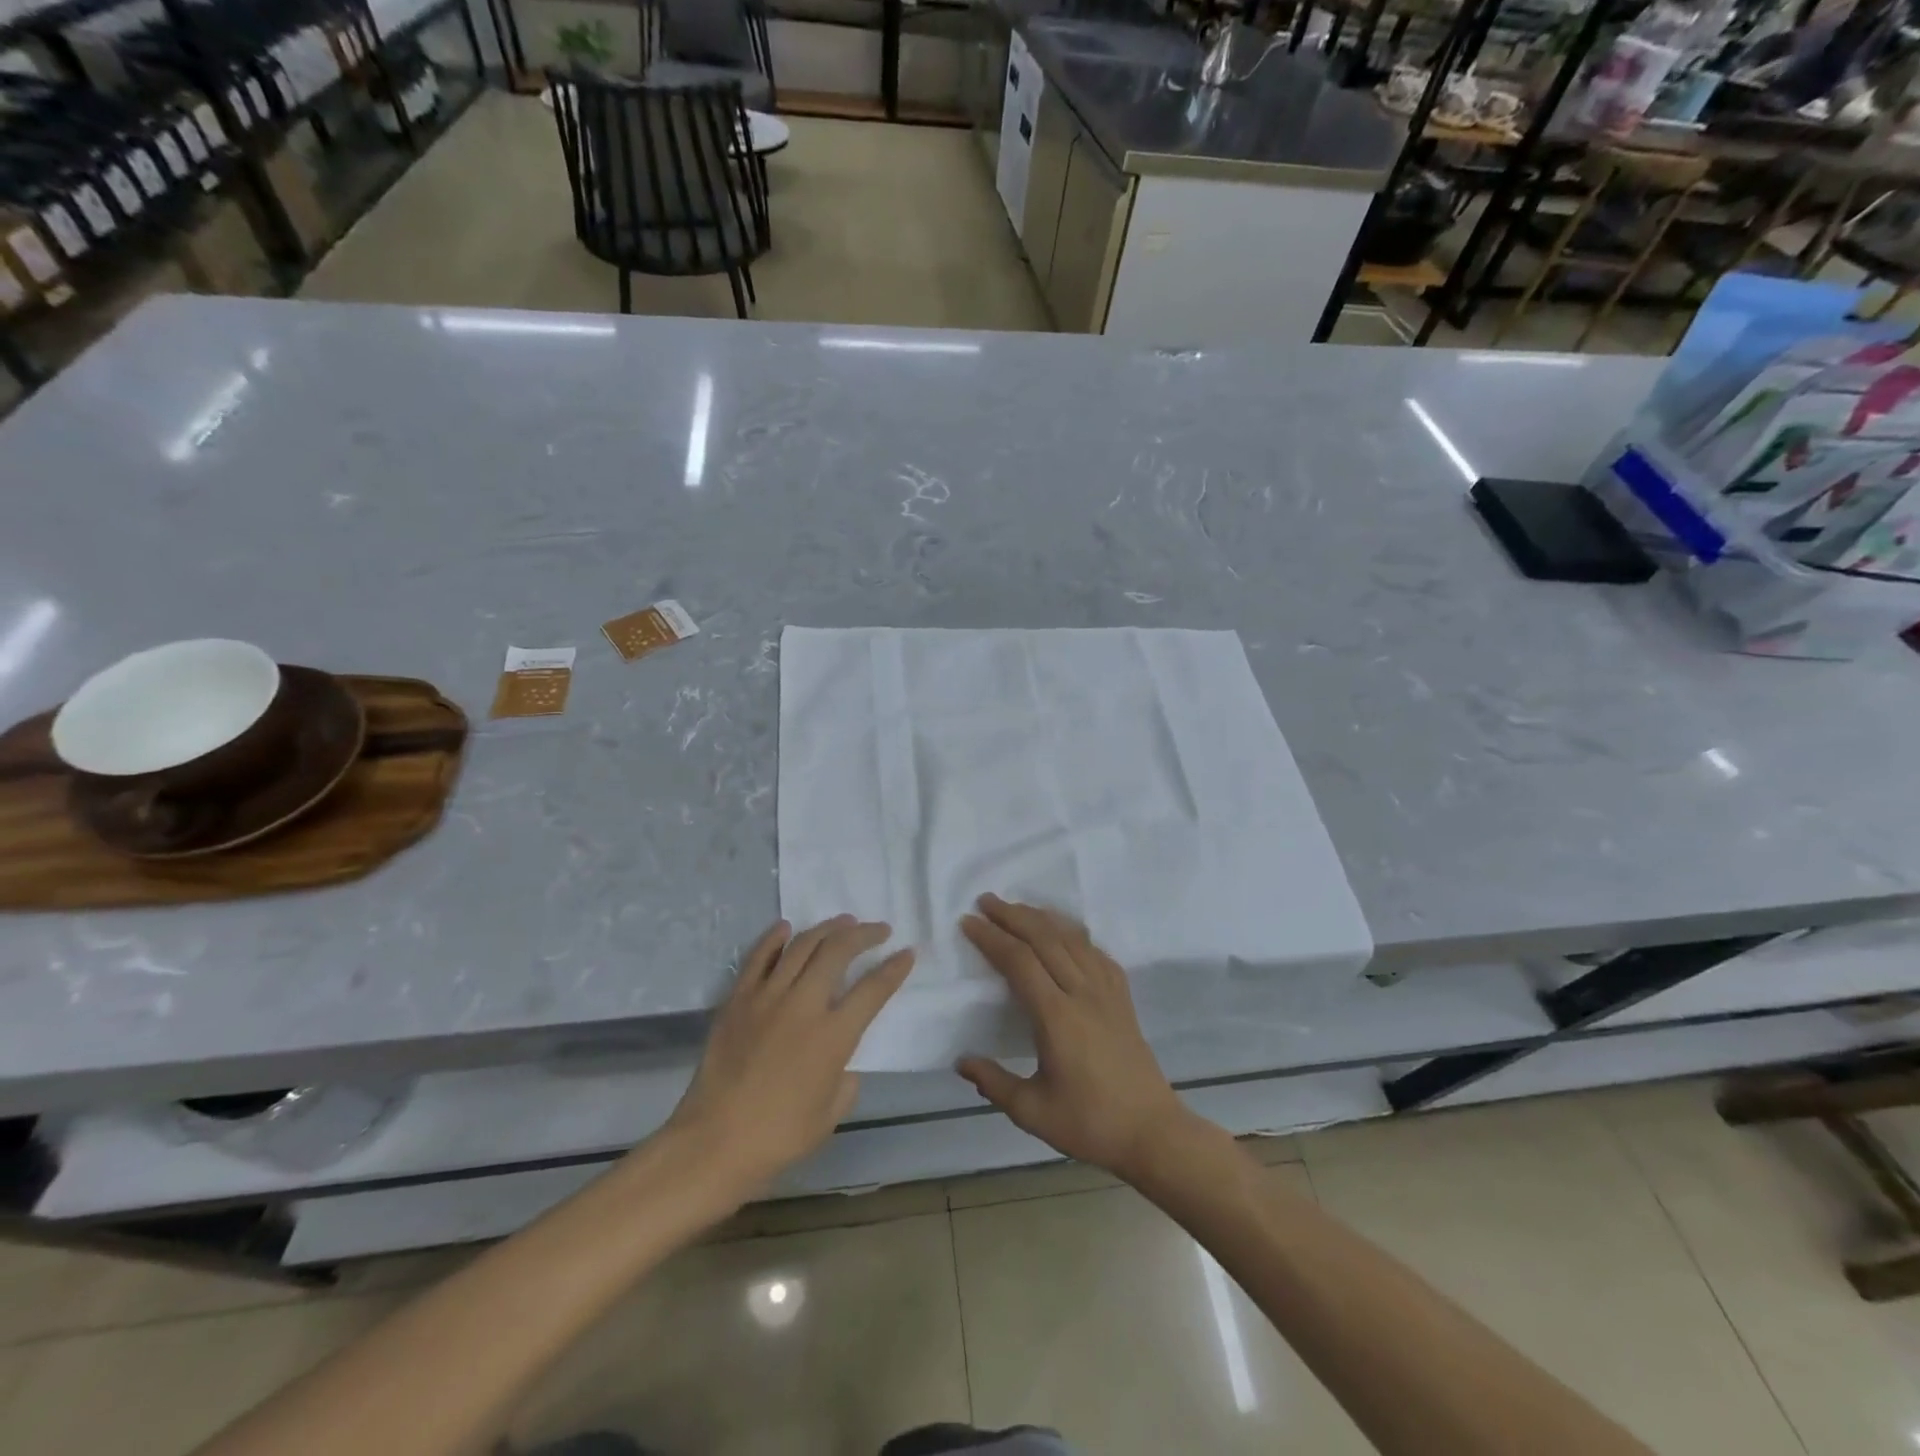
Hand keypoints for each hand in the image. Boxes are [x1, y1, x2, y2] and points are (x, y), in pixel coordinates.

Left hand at [665, 916, 912, 1200]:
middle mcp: (803, 1005)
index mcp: (833, 1036)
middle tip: (878, 930)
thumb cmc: (779, 1136)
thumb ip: (846, 1079)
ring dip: (827, 929)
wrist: (714, 1142)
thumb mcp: (831, 1113)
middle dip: (864, 934)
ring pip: (802, 946)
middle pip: (838, 952)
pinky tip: (786, 928)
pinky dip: (775, 939)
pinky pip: (758, 958)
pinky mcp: (738, 1000)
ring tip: (843, 922)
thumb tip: (842, 1062)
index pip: (873, 989)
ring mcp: (767, 997)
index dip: (894, 968)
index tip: (907, 953)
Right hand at [957, 894, 1191, 1179]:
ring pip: (1072, 938)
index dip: (992, 938)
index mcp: (1057, 1017)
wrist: (1152, 1132)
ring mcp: (1107, 992)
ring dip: (1042, 918)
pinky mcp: (1122, 997)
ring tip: (1018, 908)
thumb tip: (961, 1061)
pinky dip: (1074, 934)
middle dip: (1013, 915)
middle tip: (986, 901)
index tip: (969, 922)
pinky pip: (1096, 952)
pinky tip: (1064, 933)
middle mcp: (1082, 993)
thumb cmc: (1090, 1123)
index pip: (1019, 962)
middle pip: (1044, 939)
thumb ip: (993, 1083)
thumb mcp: (1033, 1111)